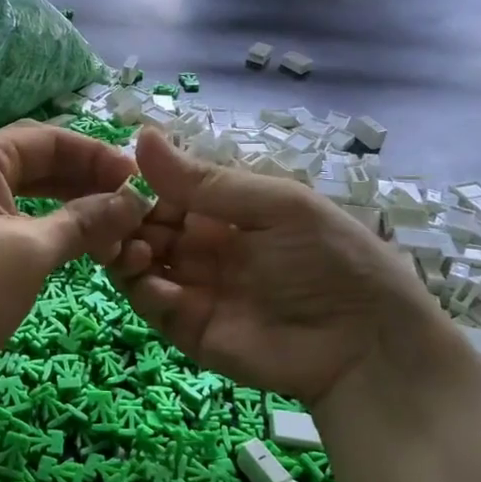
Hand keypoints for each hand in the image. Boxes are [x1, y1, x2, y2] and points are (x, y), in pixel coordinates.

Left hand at [0, 123, 147, 410]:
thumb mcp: (31, 252)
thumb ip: (85, 221)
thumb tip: (133, 201)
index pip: (49, 138)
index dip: (97, 155)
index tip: (140, 182)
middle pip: (39, 162)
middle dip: (87, 181)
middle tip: (132, 208)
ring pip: (29, 195)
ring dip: (72, 208)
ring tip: (114, 231)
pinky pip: (15, 224)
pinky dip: (49, 231)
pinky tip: (78, 247)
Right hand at [110, 129, 472, 405]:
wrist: (367, 348)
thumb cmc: (329, 260)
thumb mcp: (275, 206)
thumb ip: (204, 180)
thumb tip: (141, 134)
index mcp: (228, 212)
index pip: (170, 192)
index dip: (143, 184)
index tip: (119, 179)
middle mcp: (205, 247)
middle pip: (148, 226)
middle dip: (127, 218)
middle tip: (113, 215)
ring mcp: (194, 288)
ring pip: (139, 263)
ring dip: (125, 249)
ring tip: (134, 246)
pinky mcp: (188, 328)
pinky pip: (151, 303)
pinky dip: (140, 286)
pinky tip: (144, 274)